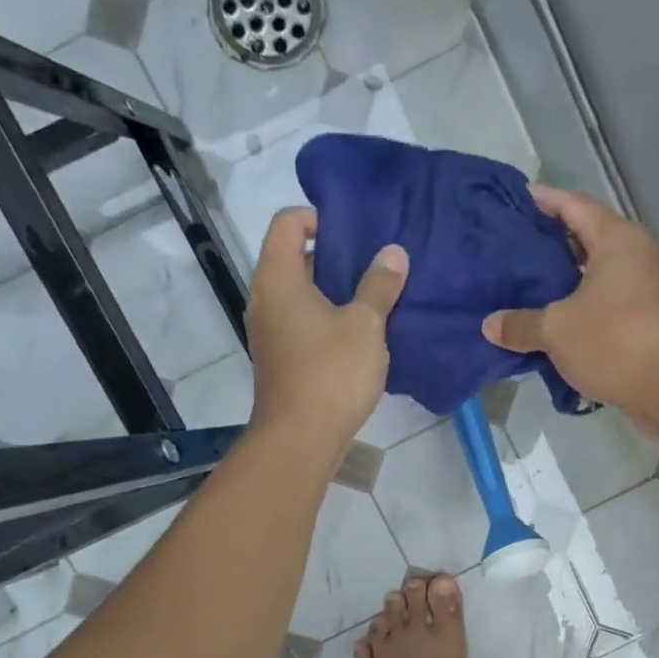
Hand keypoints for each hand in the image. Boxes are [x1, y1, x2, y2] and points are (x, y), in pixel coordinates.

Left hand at [246, 207, 407, 455]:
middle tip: (375, 266)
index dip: (319, 218)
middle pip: (294, 258)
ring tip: (374, 300)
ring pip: (301, 295)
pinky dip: (327, 320)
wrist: (300, 439)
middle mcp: (265, 299)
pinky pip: (303, 324)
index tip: (355, 235)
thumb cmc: (331, 373)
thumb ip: (379, 285)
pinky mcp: (280, 359)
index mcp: (278, 278)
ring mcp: (269, 332)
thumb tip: (393, 253)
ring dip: (334, 293)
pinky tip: (360, 337)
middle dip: (335, 257)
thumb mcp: (365, 325)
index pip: (287, 222)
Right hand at [482, 186, 658, 421]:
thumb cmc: (615, 340)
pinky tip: (551, 326)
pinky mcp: (647, 323)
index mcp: (617, 240)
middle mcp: (636, 256)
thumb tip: (490, 325)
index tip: (518, 200)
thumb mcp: (557, 330)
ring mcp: (646, 290)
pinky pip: (604, 307)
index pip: (575, 206)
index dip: (545, 201)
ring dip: (564, 283)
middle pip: (587, 240)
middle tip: (513, 250)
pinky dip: (579, 311)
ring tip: (525, 290)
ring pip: (596, 278)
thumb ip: (521, 324)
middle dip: (551, 245)